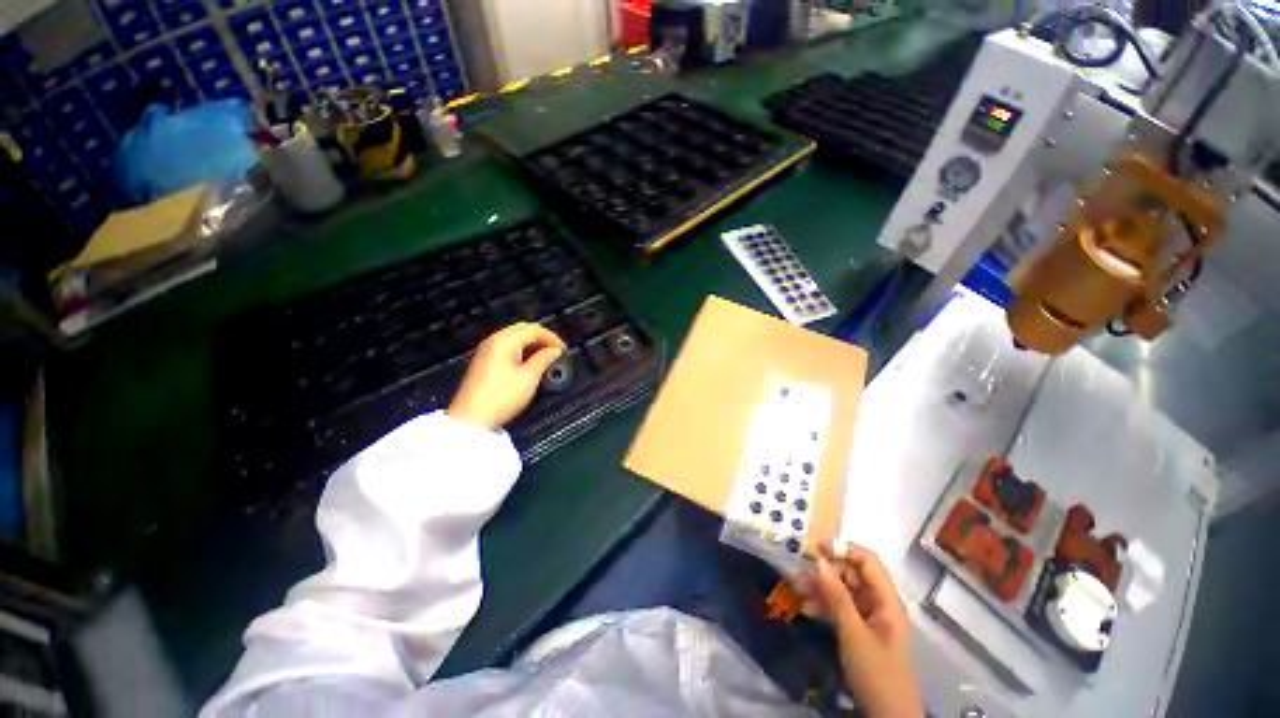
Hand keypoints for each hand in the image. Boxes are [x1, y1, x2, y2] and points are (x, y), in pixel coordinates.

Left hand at [447, 323, 566, 430]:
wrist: (473, 418)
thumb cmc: (498, 398)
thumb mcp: (529, 377)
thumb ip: (544, 359)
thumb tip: (554, 351)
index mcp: (504, 341)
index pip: (534, 329)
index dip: (552, 338)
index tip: (563, 349)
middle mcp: (493, 342)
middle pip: (523, 330)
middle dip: (542, 339)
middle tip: (555, 351)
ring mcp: (486, 352)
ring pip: (515, 339)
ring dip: (532, 346)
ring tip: (545, 359)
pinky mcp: (484, 363)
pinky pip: (507, 350)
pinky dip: (522, 353)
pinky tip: (529, 365)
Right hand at [794, 541, 922, 717]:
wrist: (886, 716)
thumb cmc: (876, 671)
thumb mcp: (853, 632)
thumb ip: (836, 595)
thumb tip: (818, 560)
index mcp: (887, 600)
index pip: (867, 561)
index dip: (844, 549)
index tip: (816, 547)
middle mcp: (879, 604)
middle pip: (853, 574)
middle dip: (827, 571)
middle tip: (801, 573)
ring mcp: (869, 618)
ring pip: (843, 591)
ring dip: (821, 588)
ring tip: (798, 589)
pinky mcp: (859, 631)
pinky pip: (840, 609)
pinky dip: (824, 606)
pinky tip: (807, 609)